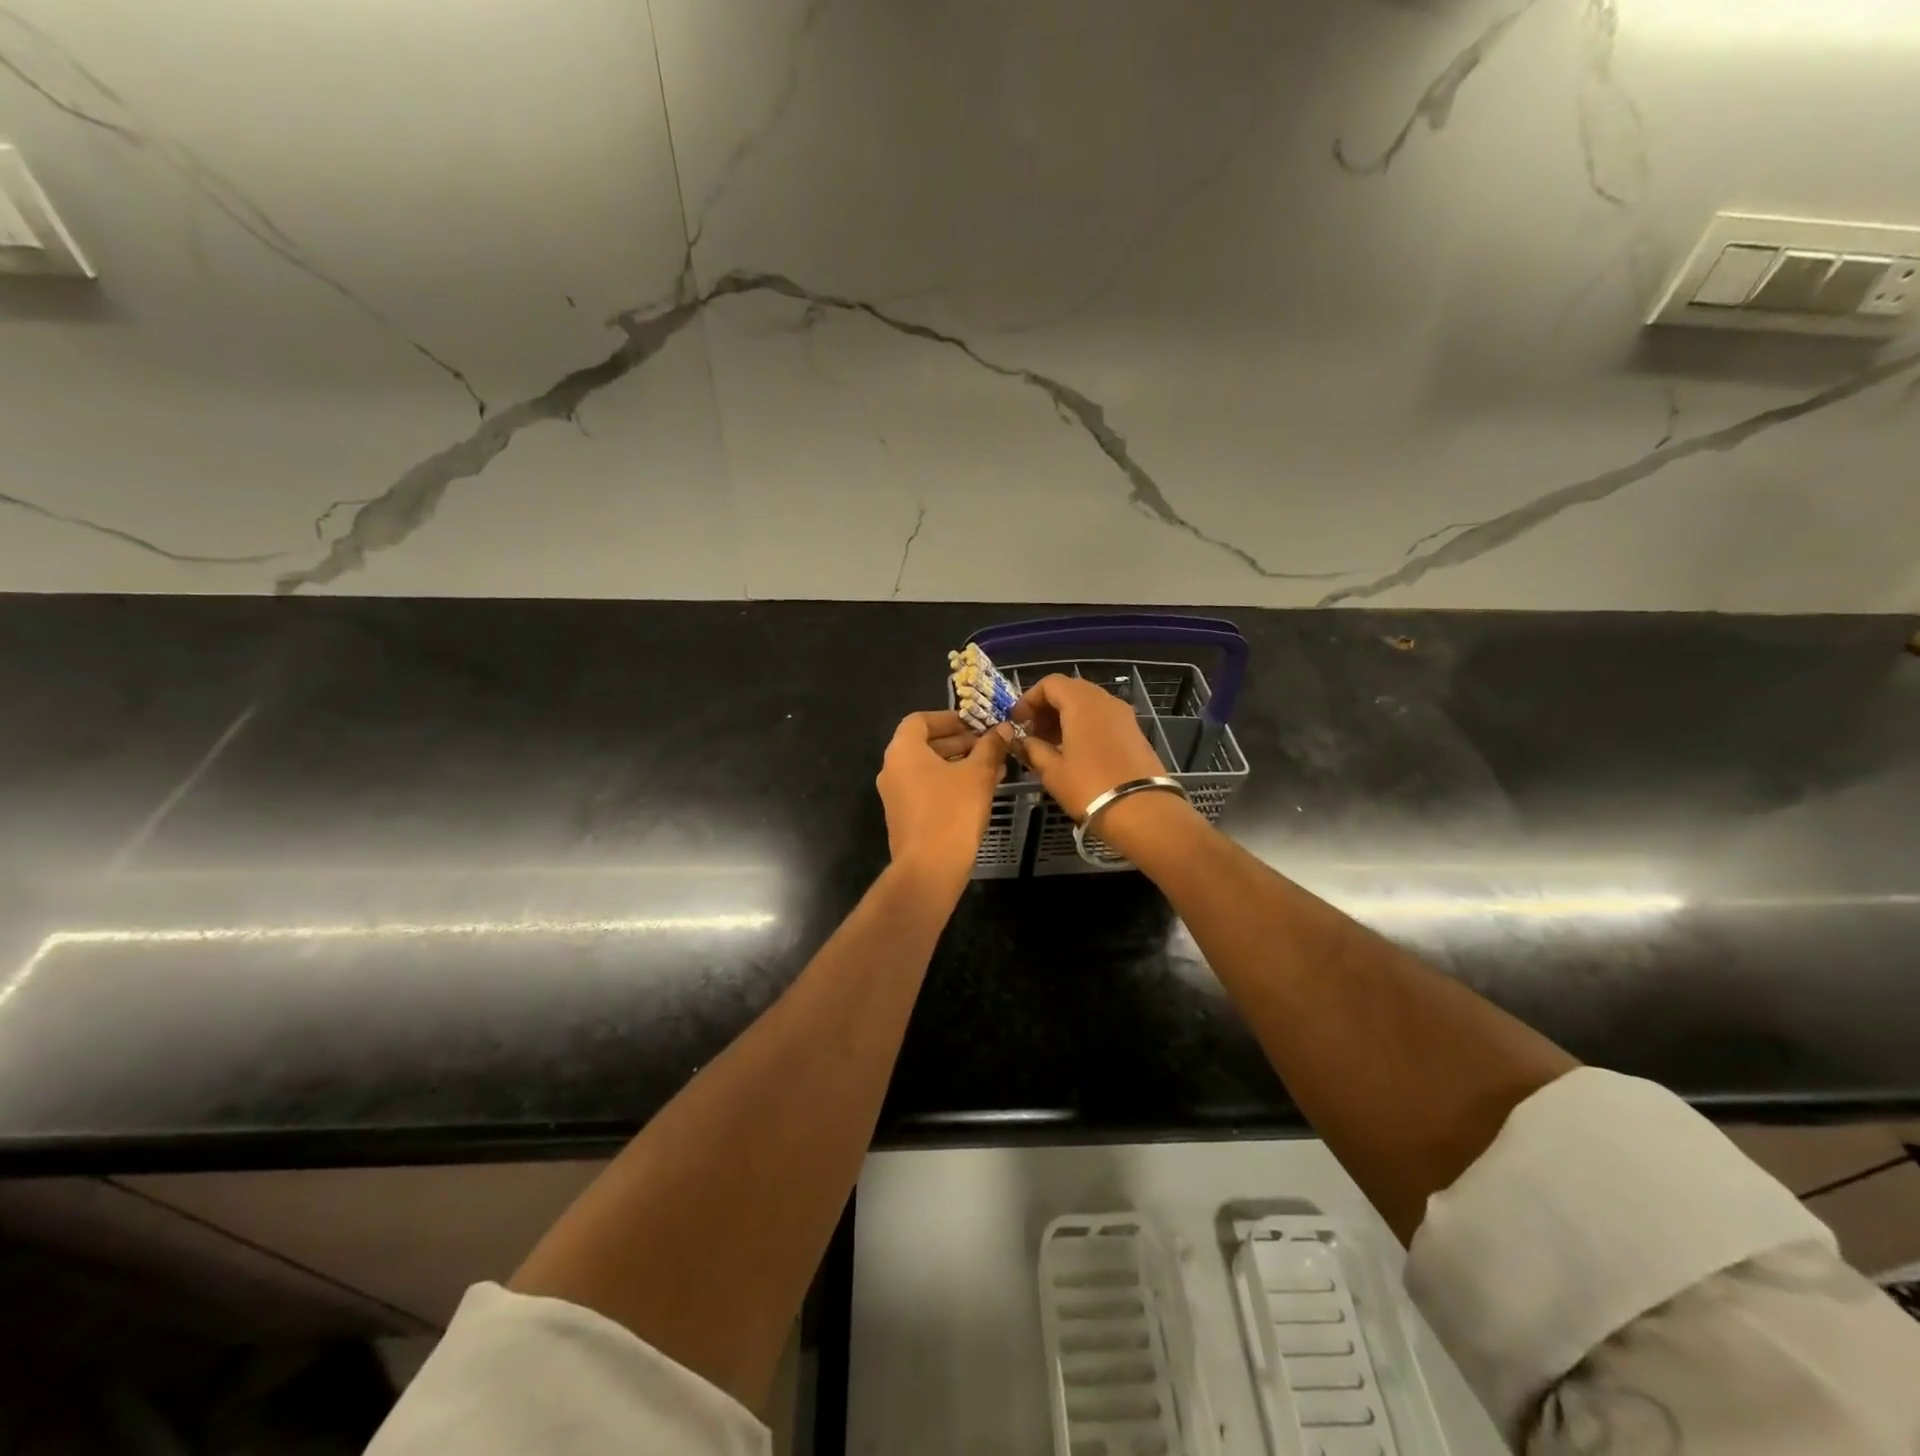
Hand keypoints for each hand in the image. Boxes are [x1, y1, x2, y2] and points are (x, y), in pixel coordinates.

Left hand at [877, 711, 1013, 881]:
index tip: (975, 724)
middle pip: (924, 744)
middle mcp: (892, 769)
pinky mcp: (903, 817)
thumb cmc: (953, 811)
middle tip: (988, 746)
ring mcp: (895, 795)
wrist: (930, 868)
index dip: (949, 718)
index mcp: (903, 751)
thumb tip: (1002, 729)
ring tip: (992, 768)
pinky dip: (949, 784)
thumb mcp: (978, 774)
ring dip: (958, 764)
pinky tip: (979, 792)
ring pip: (928, 769)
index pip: (920, 720)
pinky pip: (927, 789)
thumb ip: (990, 747)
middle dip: (959, 742)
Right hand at [1011, 674, 1168, 820]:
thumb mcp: (1052, 771)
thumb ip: (1033, 749)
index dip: (1029, 699)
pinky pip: (1103, 718)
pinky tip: (1074, 752)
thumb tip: (1022, 741)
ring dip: (1065, 718)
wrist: (1142, 811)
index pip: (1050, 683)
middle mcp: (1105, 700)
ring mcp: (1124, 715)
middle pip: (1070, 690)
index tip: (1016, 721)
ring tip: (1050, 745)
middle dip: (1047, 708)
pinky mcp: (1134, 732)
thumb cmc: (1089, 787)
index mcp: (1082, 703)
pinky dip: (1084, 726)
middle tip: (1032, 733)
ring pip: (1088, 704)